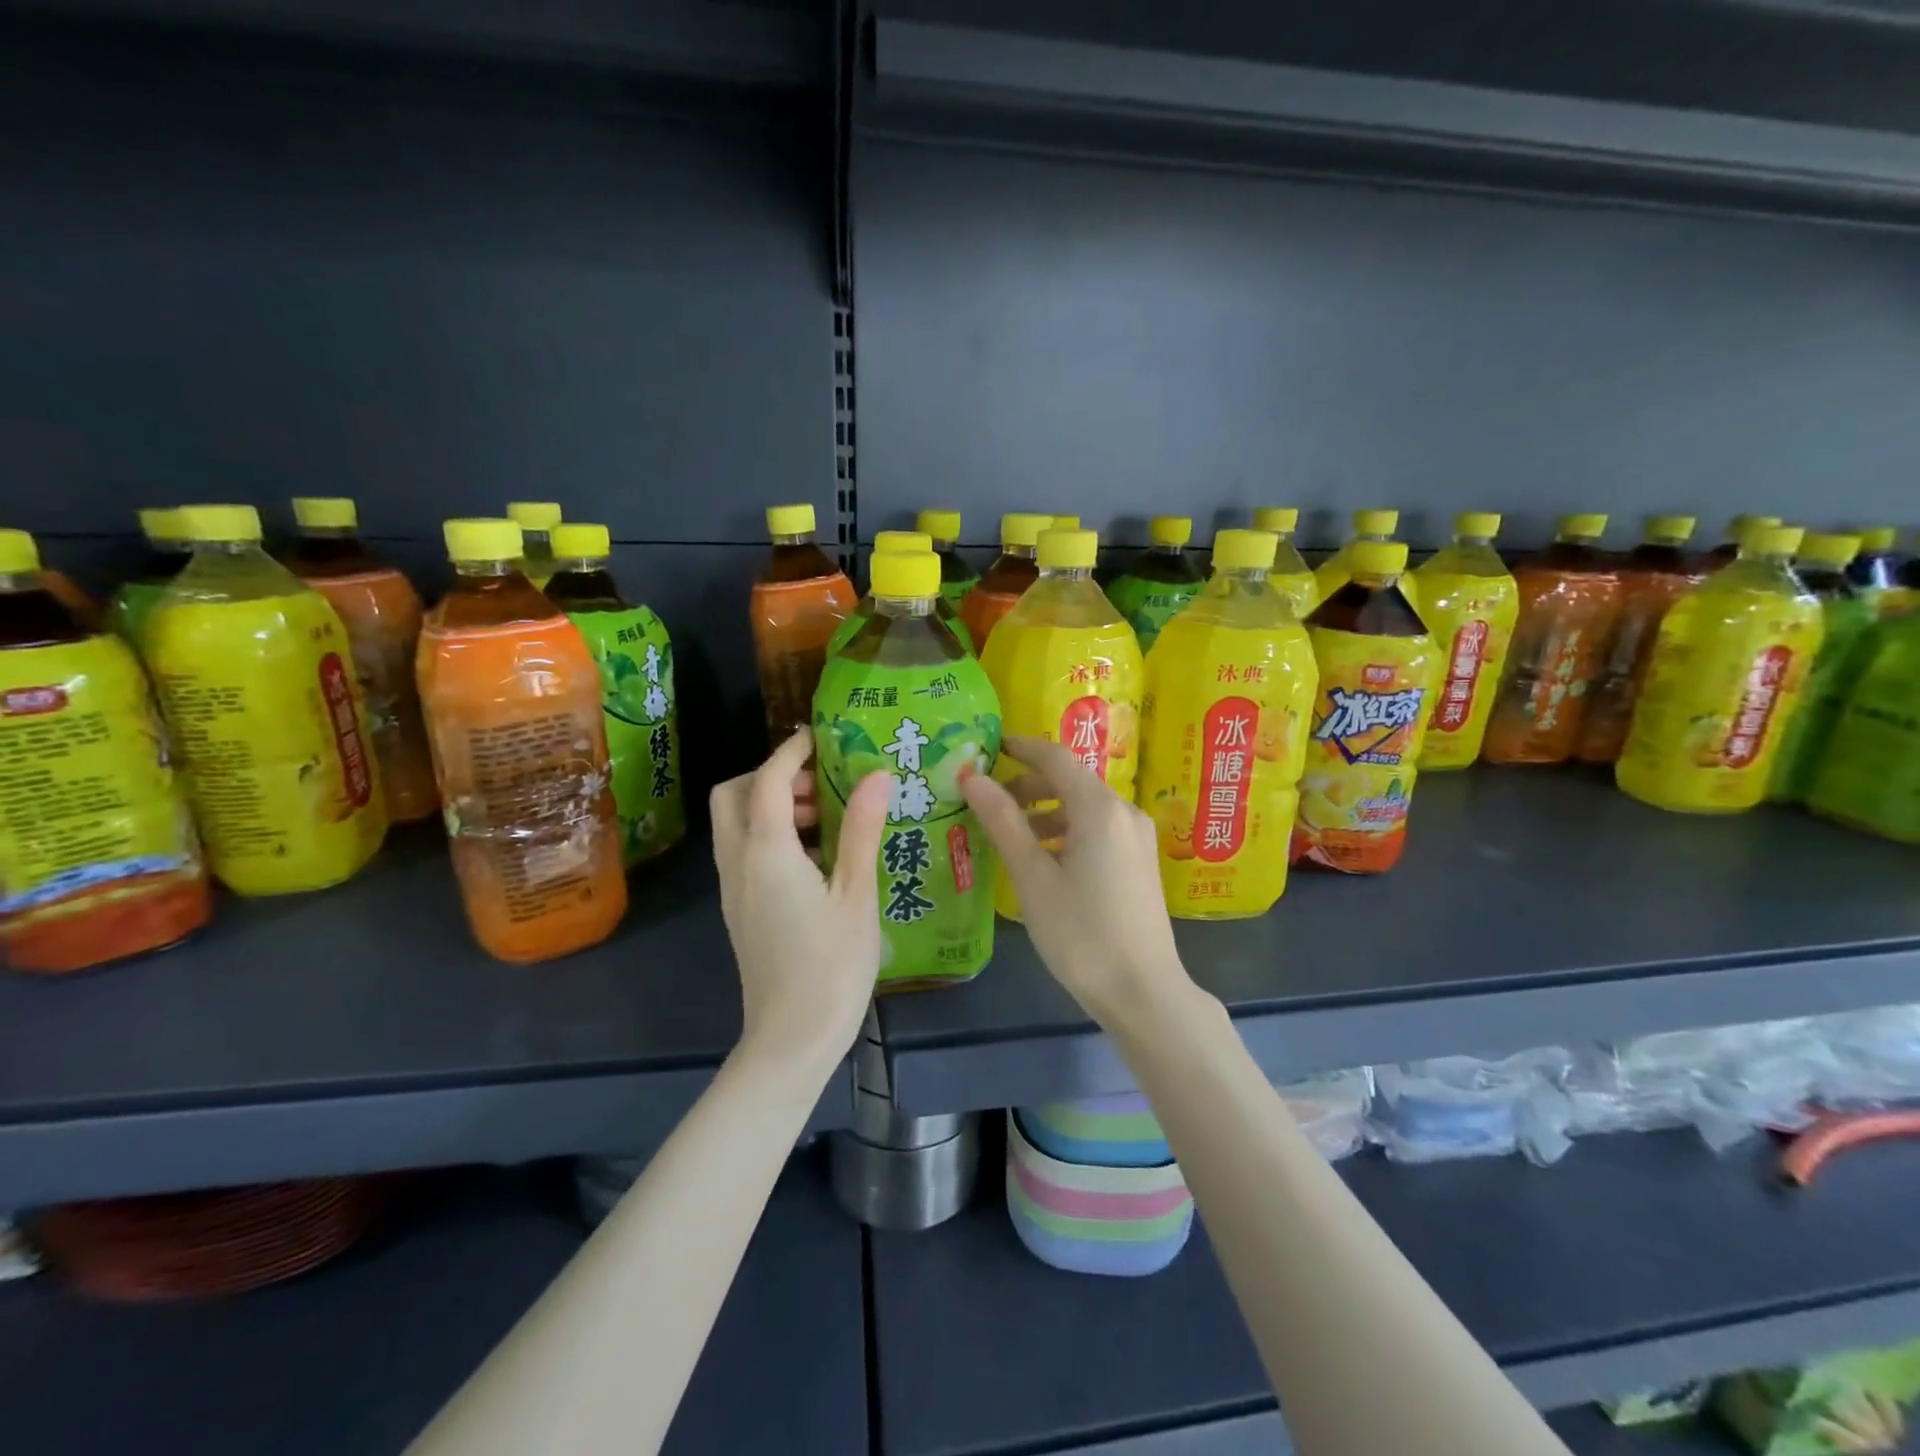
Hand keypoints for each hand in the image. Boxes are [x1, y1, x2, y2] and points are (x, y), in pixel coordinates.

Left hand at [710, 730, 890, 1075]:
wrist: (792, 1038)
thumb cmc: (832, 965)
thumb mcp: (856, 894)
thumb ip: (860, 830)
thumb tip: (876, 775)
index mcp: (766, 853)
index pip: (766, 780)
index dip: (791, 752)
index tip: (820, 737)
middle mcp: (738, 863)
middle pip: (732, 795)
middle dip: (769, 775)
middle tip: (819, 783)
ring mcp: (734, 888)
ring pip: (734, 824)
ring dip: (769, 805)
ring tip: (825, 817)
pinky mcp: (740, 909)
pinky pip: (743, 851)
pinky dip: (769, 834)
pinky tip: (816, 855)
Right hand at [961, 735, 1190, 1026]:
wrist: (1143, 992)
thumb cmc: (1081, 933)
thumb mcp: (1033, 877)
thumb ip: (1003, 821)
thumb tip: (971, 777)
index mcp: (1100, 808)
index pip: (1056, 758)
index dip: (1020, 749)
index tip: (989, 749)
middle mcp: (1124, 812)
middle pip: (1071, 781)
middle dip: (1029, 785)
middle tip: (989, 801)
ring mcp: (1137, 838)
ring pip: (1085, 807)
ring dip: (1046, 810)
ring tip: (1010, 834)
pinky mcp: (1140, 862)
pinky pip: (1098, 829)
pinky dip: (1067, 831)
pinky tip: (1044, 860)